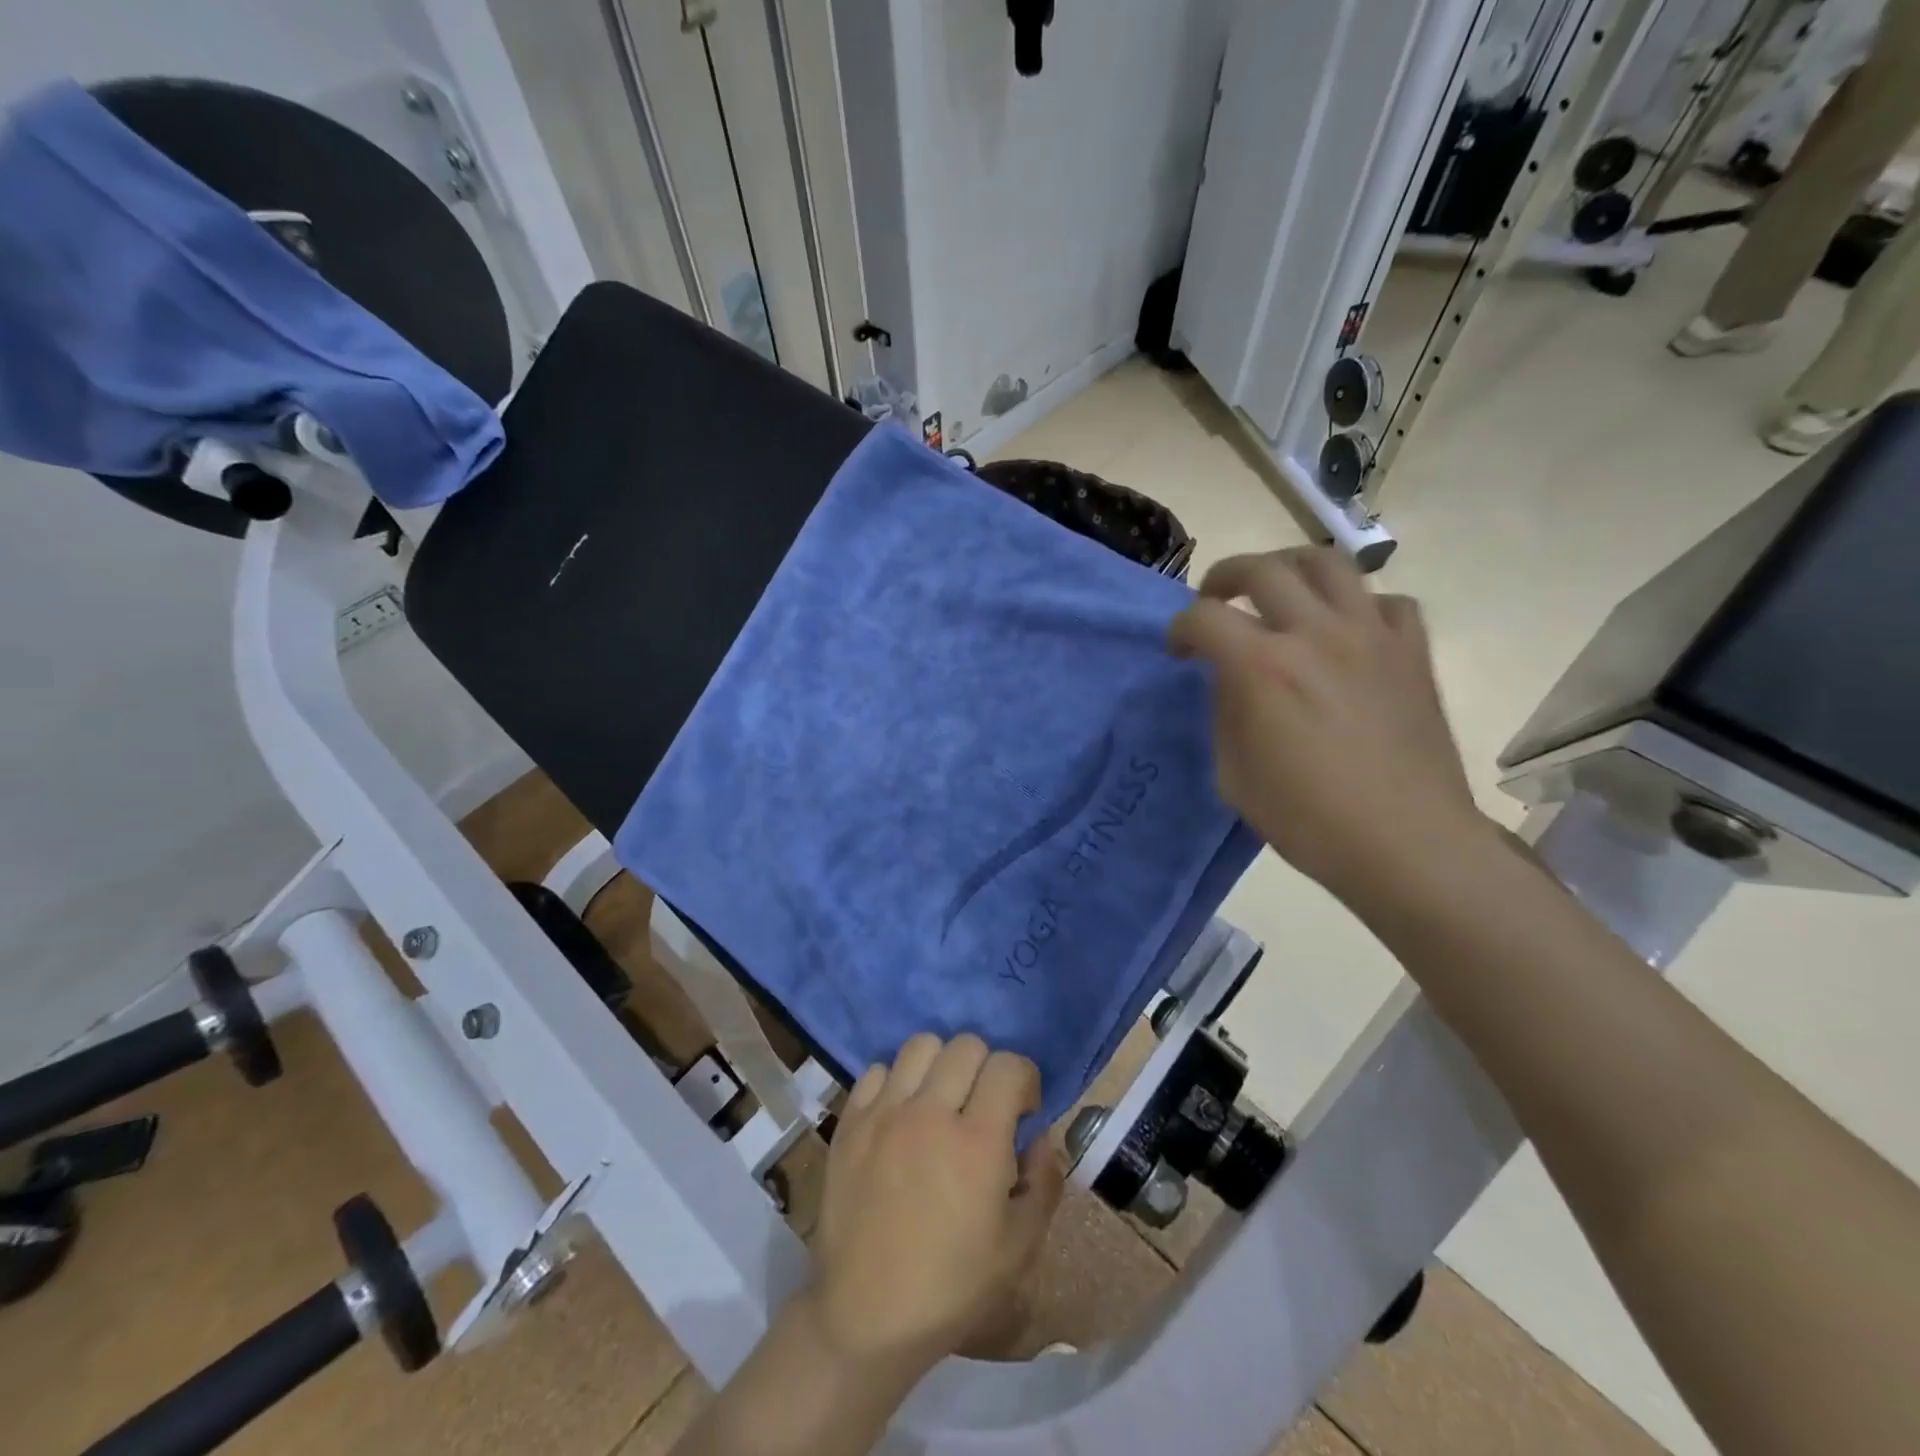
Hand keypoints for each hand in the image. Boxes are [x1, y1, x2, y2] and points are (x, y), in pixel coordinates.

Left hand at [808, 1034, 1063, 1377]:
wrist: (866, 1316)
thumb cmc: (950, 1288)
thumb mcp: (1018, 1249)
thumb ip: (1044, 1183)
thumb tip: (1041, 1135)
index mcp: (978, 1143)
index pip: (1008, 1065)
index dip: (1024, 1079)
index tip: (1022, 1108)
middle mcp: (930, 1113)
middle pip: (967, 1045)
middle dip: (986, 1068)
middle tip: (982, 1105)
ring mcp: (885, 1113)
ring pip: (921, 1045)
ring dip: (940, 1065)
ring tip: (939, 1101)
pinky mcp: (851, 1122)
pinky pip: (877, 1070)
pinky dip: (896, 1082)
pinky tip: (900, 1115)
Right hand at [1169, 547, 1493, 910]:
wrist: (1407, 844)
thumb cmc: (1309, 820)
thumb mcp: (1234, 775)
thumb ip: (1225, 712)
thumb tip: (1232, 679)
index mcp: (1262, 669)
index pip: (1204, 617)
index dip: (1180, 629)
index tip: (1180, 651)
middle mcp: (1315, 634)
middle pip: (1261, 569)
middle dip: (1224, 578)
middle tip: (1216, 601)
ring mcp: (1371, 636)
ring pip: (1328, 562)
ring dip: (1289, 568)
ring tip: (1278, 592)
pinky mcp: (1412, 651)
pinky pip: (1386, 601)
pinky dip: (1358, 606)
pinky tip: (1347, 632)